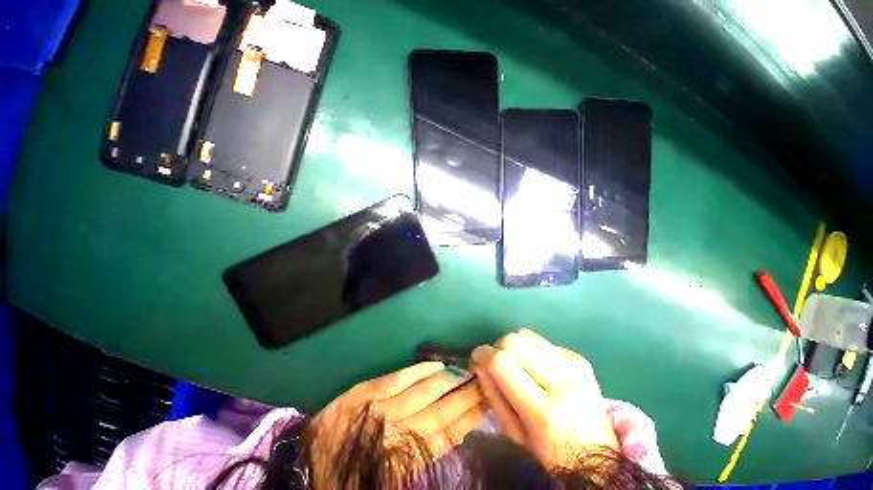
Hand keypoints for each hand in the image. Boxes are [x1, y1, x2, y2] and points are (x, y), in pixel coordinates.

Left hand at [309, 362, 483, 482]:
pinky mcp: (367, 391)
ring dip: (449, 381)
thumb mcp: (393, 477)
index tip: (488, 402)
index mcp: (407, 457)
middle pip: (442, 410)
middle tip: (486, 379)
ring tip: (468, 370)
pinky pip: (399, 378)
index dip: (470, 418)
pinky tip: (436, 364)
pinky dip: (419, 371)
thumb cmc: (354, 476)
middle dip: (466, 395)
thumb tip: (452, 432)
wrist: (307, 465)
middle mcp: (400, 431)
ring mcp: (383, 408)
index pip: (449, 435)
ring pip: (425, 392)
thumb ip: (422, 456)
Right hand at [472, 329, 617, 468]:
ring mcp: (574, 365)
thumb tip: (480, 362)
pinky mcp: (579, 357)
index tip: (477, 358)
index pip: (502, 363)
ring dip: (512, 345)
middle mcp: (562, 381)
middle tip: (495, 363)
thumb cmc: (551, 452)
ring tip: (515, 364)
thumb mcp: (514, 433)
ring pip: (525, 334)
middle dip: (497, 347)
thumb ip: (493, 394)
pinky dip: (529, 349)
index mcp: (544, 412)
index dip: (483, 355)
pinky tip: (535, 366)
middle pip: (513, 340)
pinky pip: (540, 341)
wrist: (601, 454)